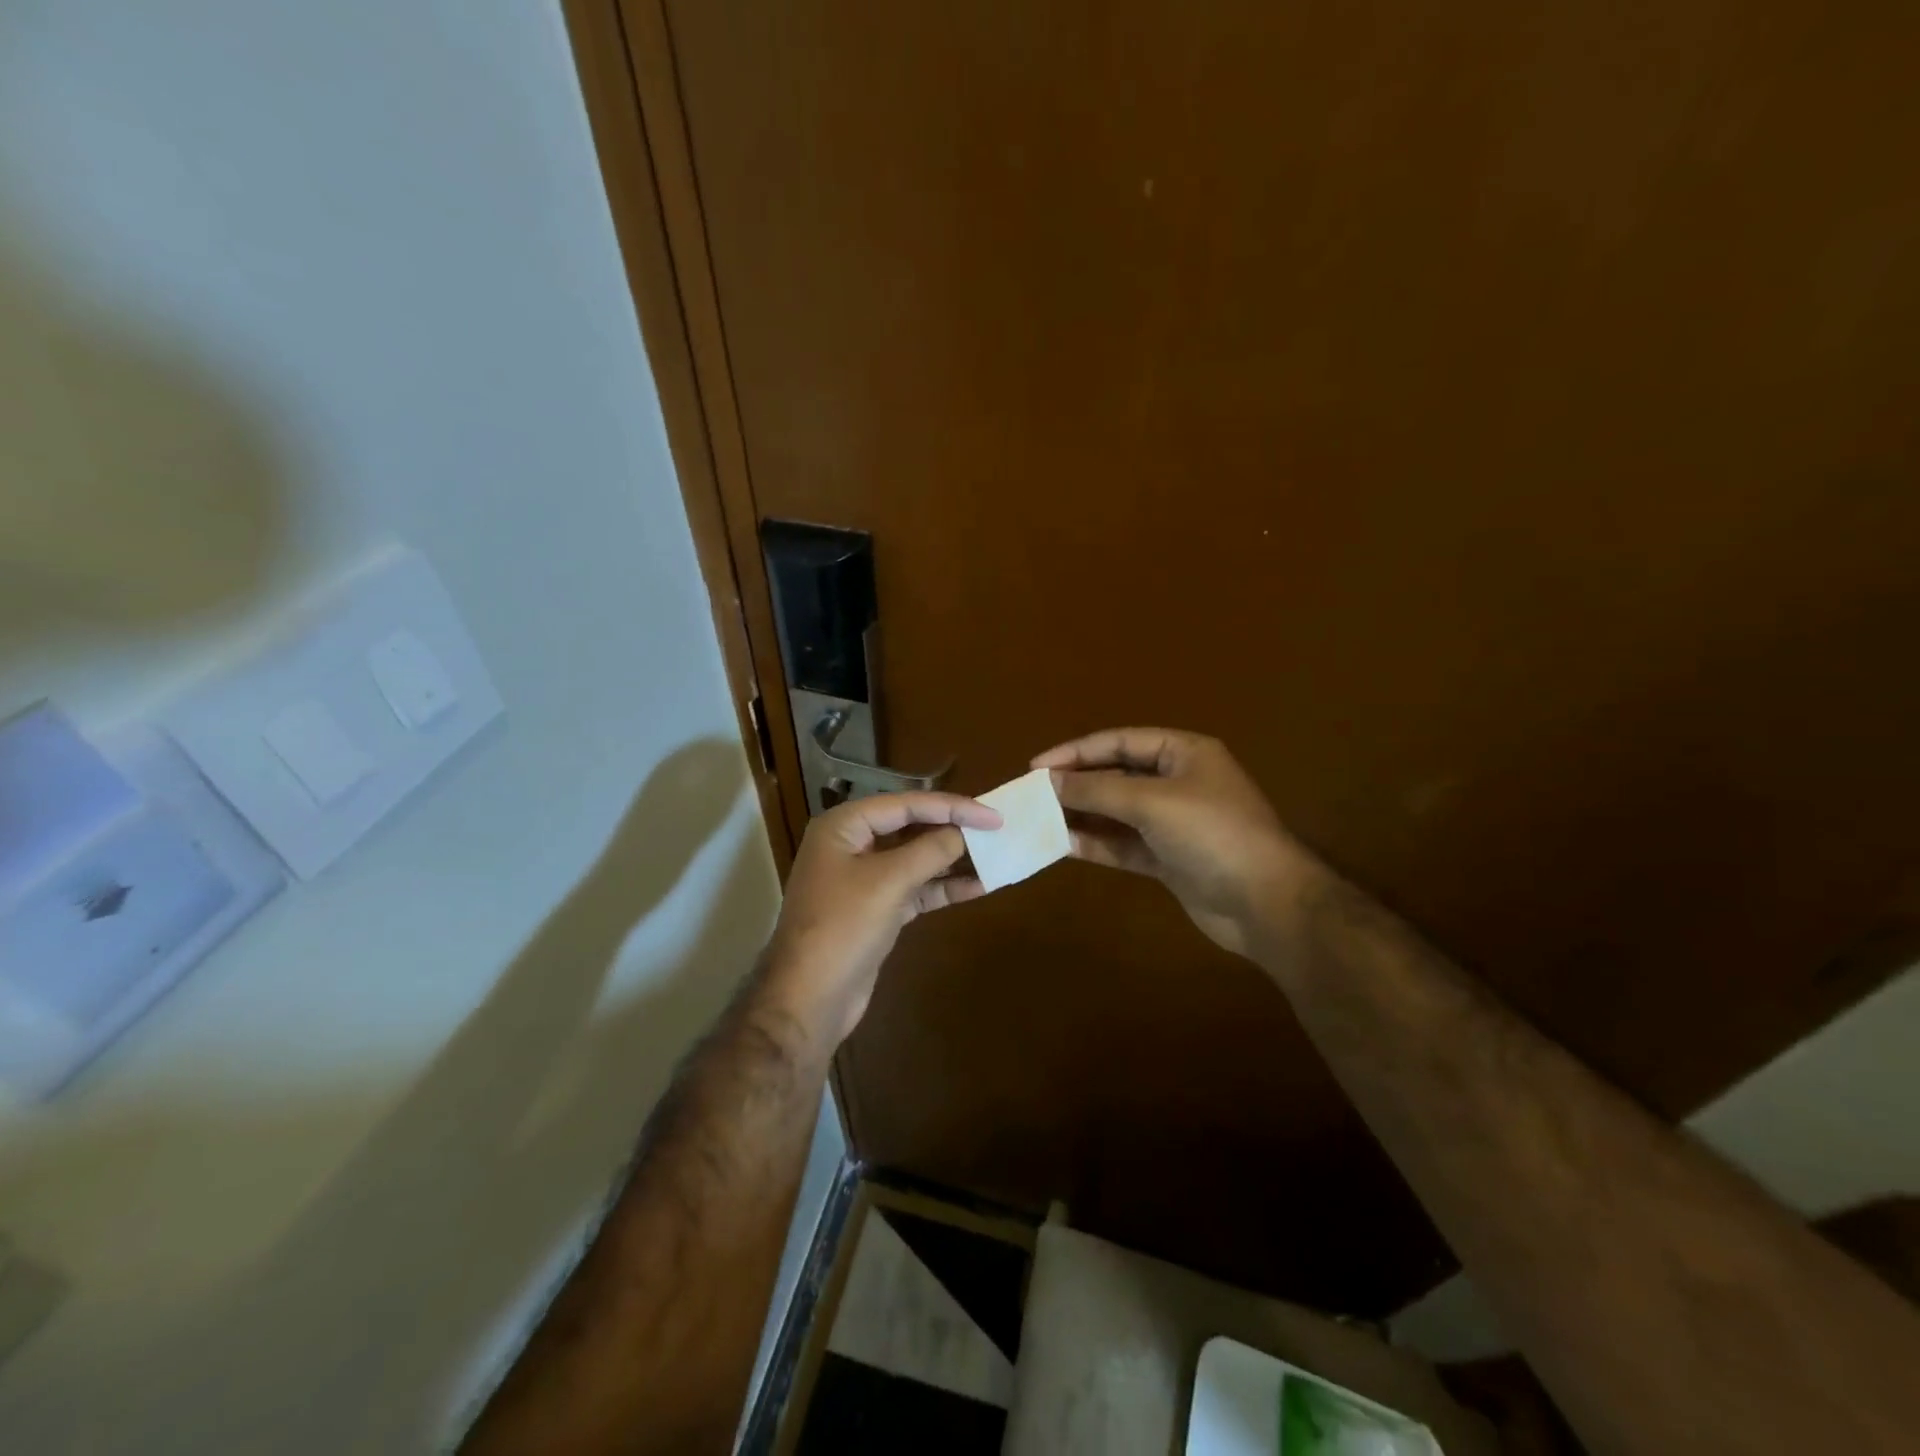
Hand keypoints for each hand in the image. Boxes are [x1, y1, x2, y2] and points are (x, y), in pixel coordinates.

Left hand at [764, 791, 1000, 1043]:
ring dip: (952, 860)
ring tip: (995, 856)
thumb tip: (963, 833)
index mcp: (844, 826)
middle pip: (911, 828)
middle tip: (996, 831)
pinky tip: (978, 887)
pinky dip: (943, 887)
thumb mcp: (889, 881)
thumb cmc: (843, 927)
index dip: (952, 807)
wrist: (809, 1000)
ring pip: (915, 859)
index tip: (992, 815)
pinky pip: (915, 888)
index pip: (906, 804)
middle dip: (952, 831)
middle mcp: (852, 845)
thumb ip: (930, 850)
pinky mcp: (876, 909)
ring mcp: (863, 879)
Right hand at [1032, 728, 1322, 959]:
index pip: (1119, 741)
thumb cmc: (1213, 835)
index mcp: (1183, 753)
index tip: (1036, 766)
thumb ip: (1097, 789)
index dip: (1076, 751)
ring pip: (1116, 812)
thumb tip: (1049, 780)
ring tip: (1039, 819)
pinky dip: (1096, 844)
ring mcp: (1173, 823)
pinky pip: (1123, 844)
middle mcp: (1177, 782)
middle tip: (1033, 793)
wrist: (1267, 903)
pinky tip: (1063, 846)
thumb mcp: (1152, 802)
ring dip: (1081, 815)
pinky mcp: (1168, 859)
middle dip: (1076, 783)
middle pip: (1116, 774)